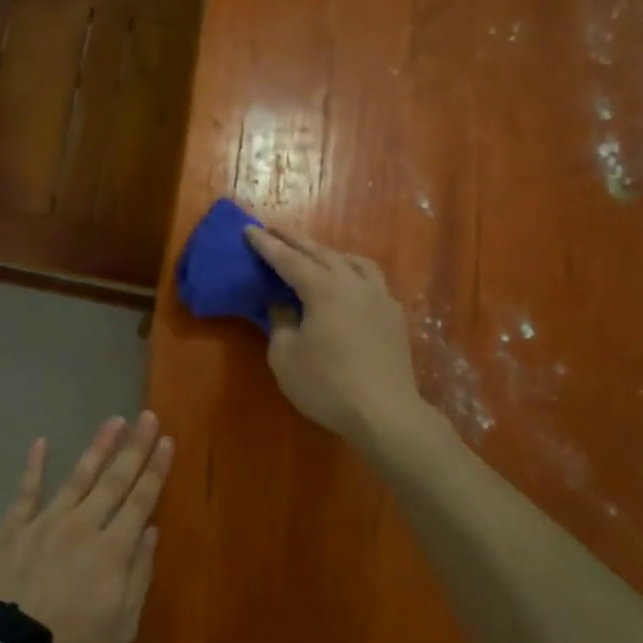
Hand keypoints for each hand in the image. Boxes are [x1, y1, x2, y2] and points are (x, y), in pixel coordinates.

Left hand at [0, 414, 173, 642]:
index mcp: (112, 550)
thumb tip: (151, 531)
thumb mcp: (122, 625)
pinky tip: (42, 443)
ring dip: (98, 447)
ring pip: (78, 476)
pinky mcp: (13, 527)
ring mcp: (46, 522)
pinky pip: (26, 491)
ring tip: (113, 421)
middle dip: (134, 447)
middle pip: (114, 480)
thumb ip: (139, 574)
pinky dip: (34, 466)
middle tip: (147, 416)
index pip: (141, 500)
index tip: (167, 441)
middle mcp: (83, 525)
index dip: (156, 469)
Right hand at [245, 227, 424, 447]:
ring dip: (329, 253)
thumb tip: (282, 306)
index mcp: (324, 289)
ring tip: (314, 254)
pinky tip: (348, 285)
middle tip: (274, 230)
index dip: (266, 245)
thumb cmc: (327, 385)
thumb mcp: (286, 357)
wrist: (385, 413)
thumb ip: (280, 323)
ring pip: (353, 262)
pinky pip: (370, 280)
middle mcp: (354, 284)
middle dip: (295, 240)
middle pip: (321, 253)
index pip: (289, 260)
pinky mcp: (393, 316)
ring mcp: (379, 297)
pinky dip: (352, 272)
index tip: (249, 229)